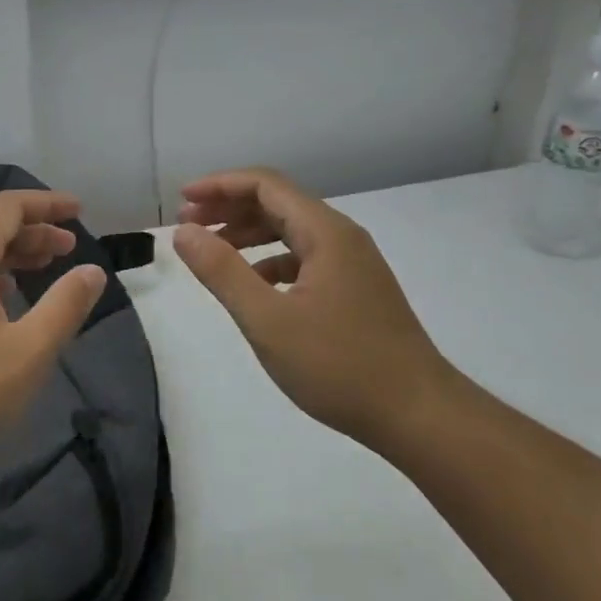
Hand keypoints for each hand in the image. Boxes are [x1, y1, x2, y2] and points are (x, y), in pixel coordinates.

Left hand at [0, 189, 107, 473]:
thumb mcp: (28, 351)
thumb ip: (65, 305)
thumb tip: (92, 271)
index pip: (6, 207)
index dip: (45, 204)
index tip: (78, 210)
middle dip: (32, 232)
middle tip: (70, 248)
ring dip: (10, 256)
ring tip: (44, 271)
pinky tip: (4, 305)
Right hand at [173, 168, 454, 451]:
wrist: (419, 415)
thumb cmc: (339, 366)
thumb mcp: (268, 320)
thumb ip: (222, 272)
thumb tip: (184, 233)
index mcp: (325, 233)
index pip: (265, 185)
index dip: (219, 186)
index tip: (182, 201)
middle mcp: (341, 238)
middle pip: (278, 203)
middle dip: (229, 208)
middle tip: (187, 226)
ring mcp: (352, 265)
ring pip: (291, 232)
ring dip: (248, 234)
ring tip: (211, 252)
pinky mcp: (355, 291)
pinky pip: (304, 259)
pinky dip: (270, 261)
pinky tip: (252, 286)